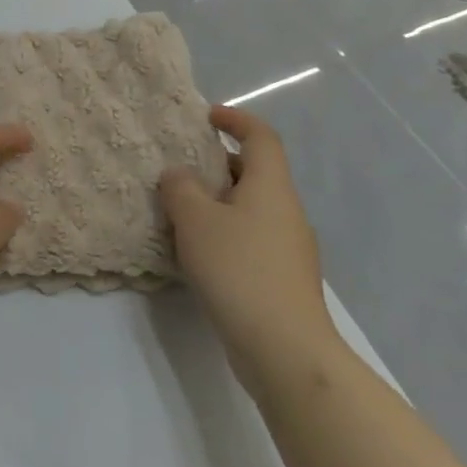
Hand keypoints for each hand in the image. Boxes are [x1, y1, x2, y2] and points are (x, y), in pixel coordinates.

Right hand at [161, 105, 339, 389]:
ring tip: (180, 209)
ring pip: (251, 207)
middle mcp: (286, 211)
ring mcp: (288, 248)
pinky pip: (251, 237)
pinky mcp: (282, 278)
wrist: (285, 349)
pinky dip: (225, 232)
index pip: (262, 137)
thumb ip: (180, 188)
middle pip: (256, 172)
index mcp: (271, 187)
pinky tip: (197, 252)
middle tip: (181, 166)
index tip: (206, 117)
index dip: (236, 119)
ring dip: (218, 201)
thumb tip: (178, 175)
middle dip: (219, 163)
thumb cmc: (239, 269)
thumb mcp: (195, 219)